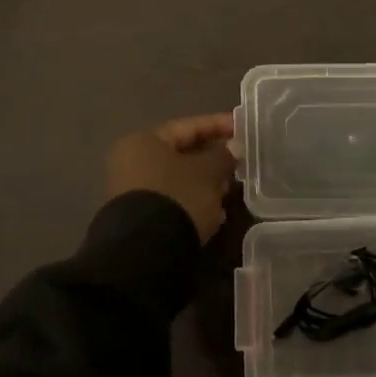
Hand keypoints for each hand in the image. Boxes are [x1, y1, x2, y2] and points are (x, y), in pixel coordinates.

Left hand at [105, 114, 237, 242]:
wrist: (146, 251)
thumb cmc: (178, 197)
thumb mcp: (207, 173)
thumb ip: (223, 156)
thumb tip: (233, 147)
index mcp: (144, 141)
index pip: (187, 126)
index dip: (218, 125)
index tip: (243, 127)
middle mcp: (132, 161)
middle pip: (181, 153)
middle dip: (213, 157)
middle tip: (240, 160)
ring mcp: (133, 191)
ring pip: (178, 178)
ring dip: (206, 181)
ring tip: (232, 187)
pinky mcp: (140, 216)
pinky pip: (173, 199)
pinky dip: (194, 200)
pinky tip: (216, 211)